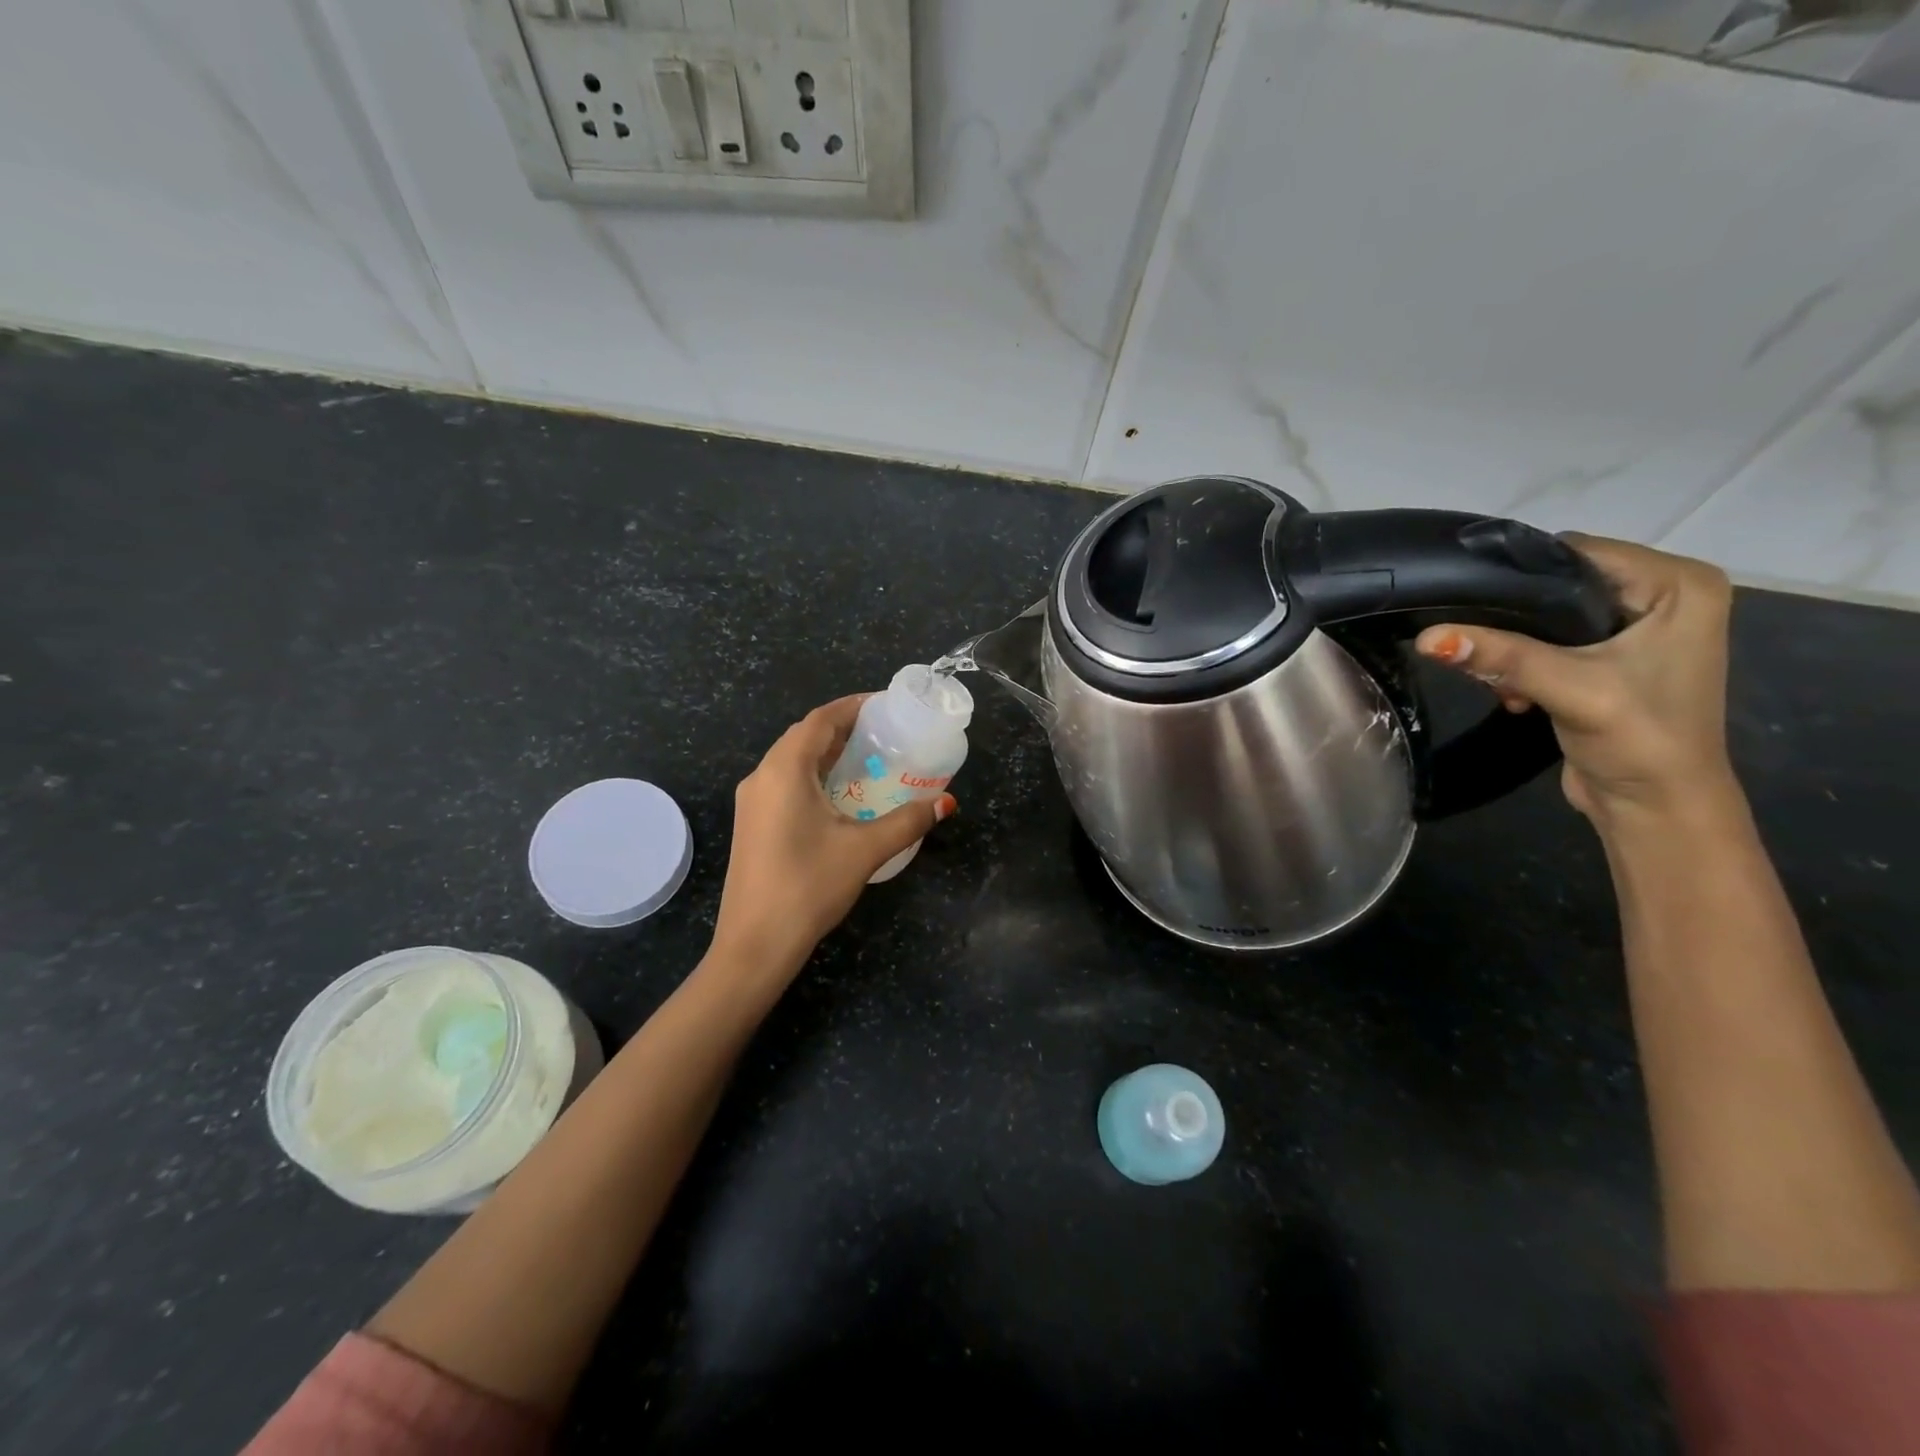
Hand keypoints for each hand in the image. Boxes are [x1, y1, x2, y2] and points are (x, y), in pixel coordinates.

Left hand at [710, 694, 956, 981]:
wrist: (754, 945)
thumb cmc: (808, 887)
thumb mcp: (865, 850)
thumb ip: (907, 822)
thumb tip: (945, 803)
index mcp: (784, 770)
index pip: (820, 720)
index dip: (853, 706)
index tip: (886, 705)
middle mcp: (762, 776)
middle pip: (804, 736)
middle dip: (843, 729)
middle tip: (884, 733)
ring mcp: (752, 802)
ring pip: (792, 761)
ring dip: (828, 754)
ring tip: (869, 759)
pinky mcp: (752, 824)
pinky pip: (785, 783)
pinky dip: (814, 776)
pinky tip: (841, 796)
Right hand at [1414, 536, 1738, 824]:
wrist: (1655, 808)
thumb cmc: (1638, 739)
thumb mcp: (1569, 688)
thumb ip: (1501, 656)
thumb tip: (1426, 636)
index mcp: (1679, 585)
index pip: (1578, 552)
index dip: (1520, 575)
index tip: (1468, 600)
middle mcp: (1662, 596)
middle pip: (1559, 583)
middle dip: (1513, 618)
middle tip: (1483, 650)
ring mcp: (1636, 628)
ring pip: (1545, 615)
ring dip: (1512, 646)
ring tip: (1501, 680)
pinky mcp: (1609, 658)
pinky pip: (1548, 641)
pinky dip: (1522, 663)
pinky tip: (1514, 693)